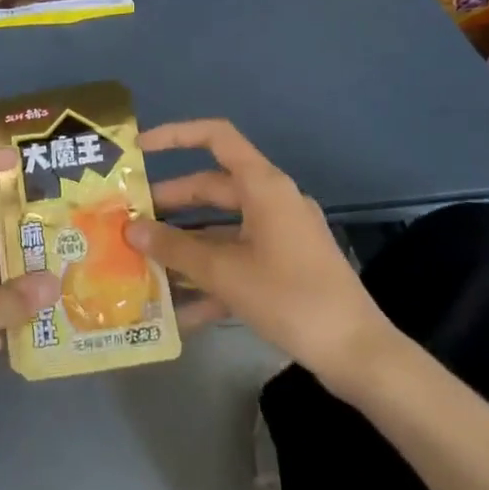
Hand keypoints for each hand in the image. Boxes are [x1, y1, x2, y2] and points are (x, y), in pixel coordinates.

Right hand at [126, 120, 398, 380]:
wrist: (357, 353)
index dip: (175, 136)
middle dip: (170, 205)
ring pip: (222, 228)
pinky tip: (179, 310)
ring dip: (186, 245)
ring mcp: (281, 236)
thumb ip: (175, 248)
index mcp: (263, 186)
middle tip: (131, 219)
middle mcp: (272, 202)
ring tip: (145, 261)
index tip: (139, 150)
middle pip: (212, 188)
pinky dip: (211, 277)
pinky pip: (238, 260)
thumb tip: (131, 229)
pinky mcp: (285, 268)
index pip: (216, 138)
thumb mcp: (225, 272)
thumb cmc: (290, 297)